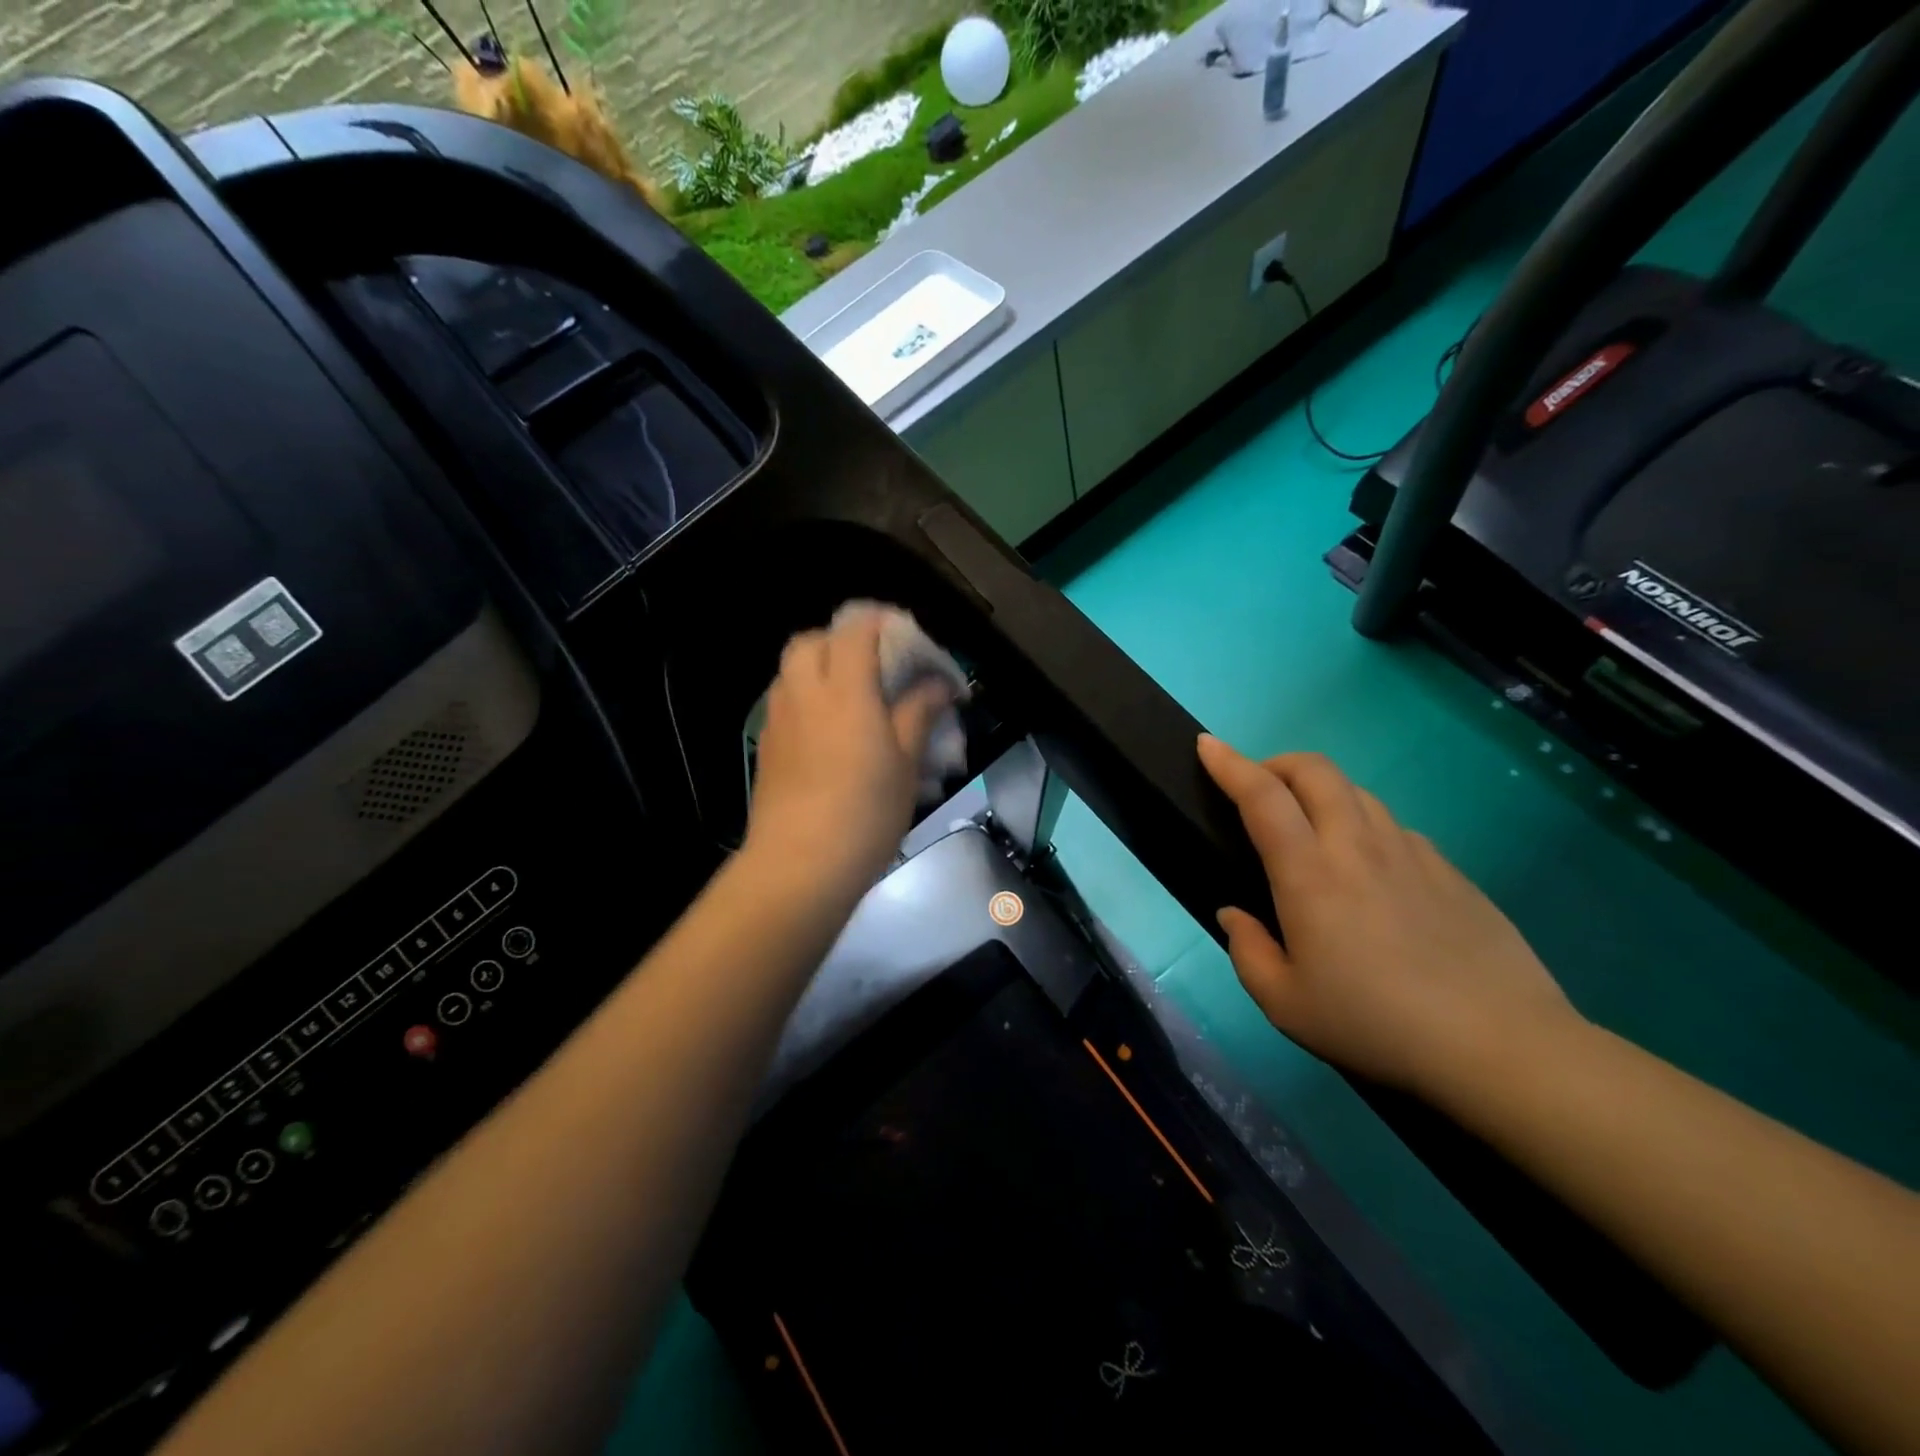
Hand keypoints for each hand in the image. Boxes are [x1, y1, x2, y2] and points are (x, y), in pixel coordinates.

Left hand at [745, 607, 954, 892]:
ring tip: (854, 697)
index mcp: (844, 688)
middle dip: (843, 640)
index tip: (910, 640)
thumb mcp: (906, 762)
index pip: (856, 628)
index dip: (884, 623)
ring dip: (821, 667)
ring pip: (792, 670)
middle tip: (875, 666)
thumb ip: (919, 713)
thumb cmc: (865, 811)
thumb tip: (938, 684)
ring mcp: (778, 719)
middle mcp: (803, 692)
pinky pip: (785, 702)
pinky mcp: (766, 746)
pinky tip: (830, 732)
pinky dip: (807, 698)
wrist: (799, 866)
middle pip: (812, 640)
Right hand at [1197, 735, 1582, 1102]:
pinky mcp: (1449, 870)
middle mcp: (1357, 846)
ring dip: (1320, 792)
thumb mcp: (1286, 1004)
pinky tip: (1369, 872)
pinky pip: (1393, 828)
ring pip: (1356, 792)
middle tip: (1258, 785)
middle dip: (1277, 763)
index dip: (1230, 764)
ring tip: (1310, 827)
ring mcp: (1410, 853)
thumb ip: (1247, 951)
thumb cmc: (1375, 1024)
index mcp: (1309, 875)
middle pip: (1315, 770)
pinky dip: (1363, 827)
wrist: (1500, 1046)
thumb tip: (1235, 914)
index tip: (1208, 745)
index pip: (1262, 796)